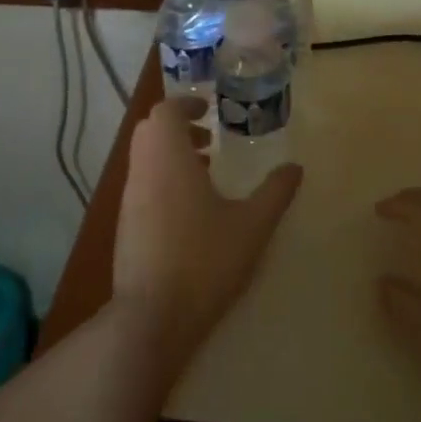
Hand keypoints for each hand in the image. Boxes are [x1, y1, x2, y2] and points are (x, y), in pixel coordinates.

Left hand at [112, 98, 302, 370]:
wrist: (152, 317)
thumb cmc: (205, 261)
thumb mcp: (252, 226)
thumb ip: (275, 192)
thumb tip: (295, 167)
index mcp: (168, 159)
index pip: (165, 111)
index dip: (186, 105)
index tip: (209, 111)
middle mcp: (142, 171)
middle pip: (151, 131)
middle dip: (178, 127)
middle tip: (210, 139)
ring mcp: (130, 200)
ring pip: (144, 159)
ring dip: (171, 155)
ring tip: (207, 172)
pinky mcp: (125, 225)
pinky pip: (142, 184)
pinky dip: (163, 179)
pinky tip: (191, 210)